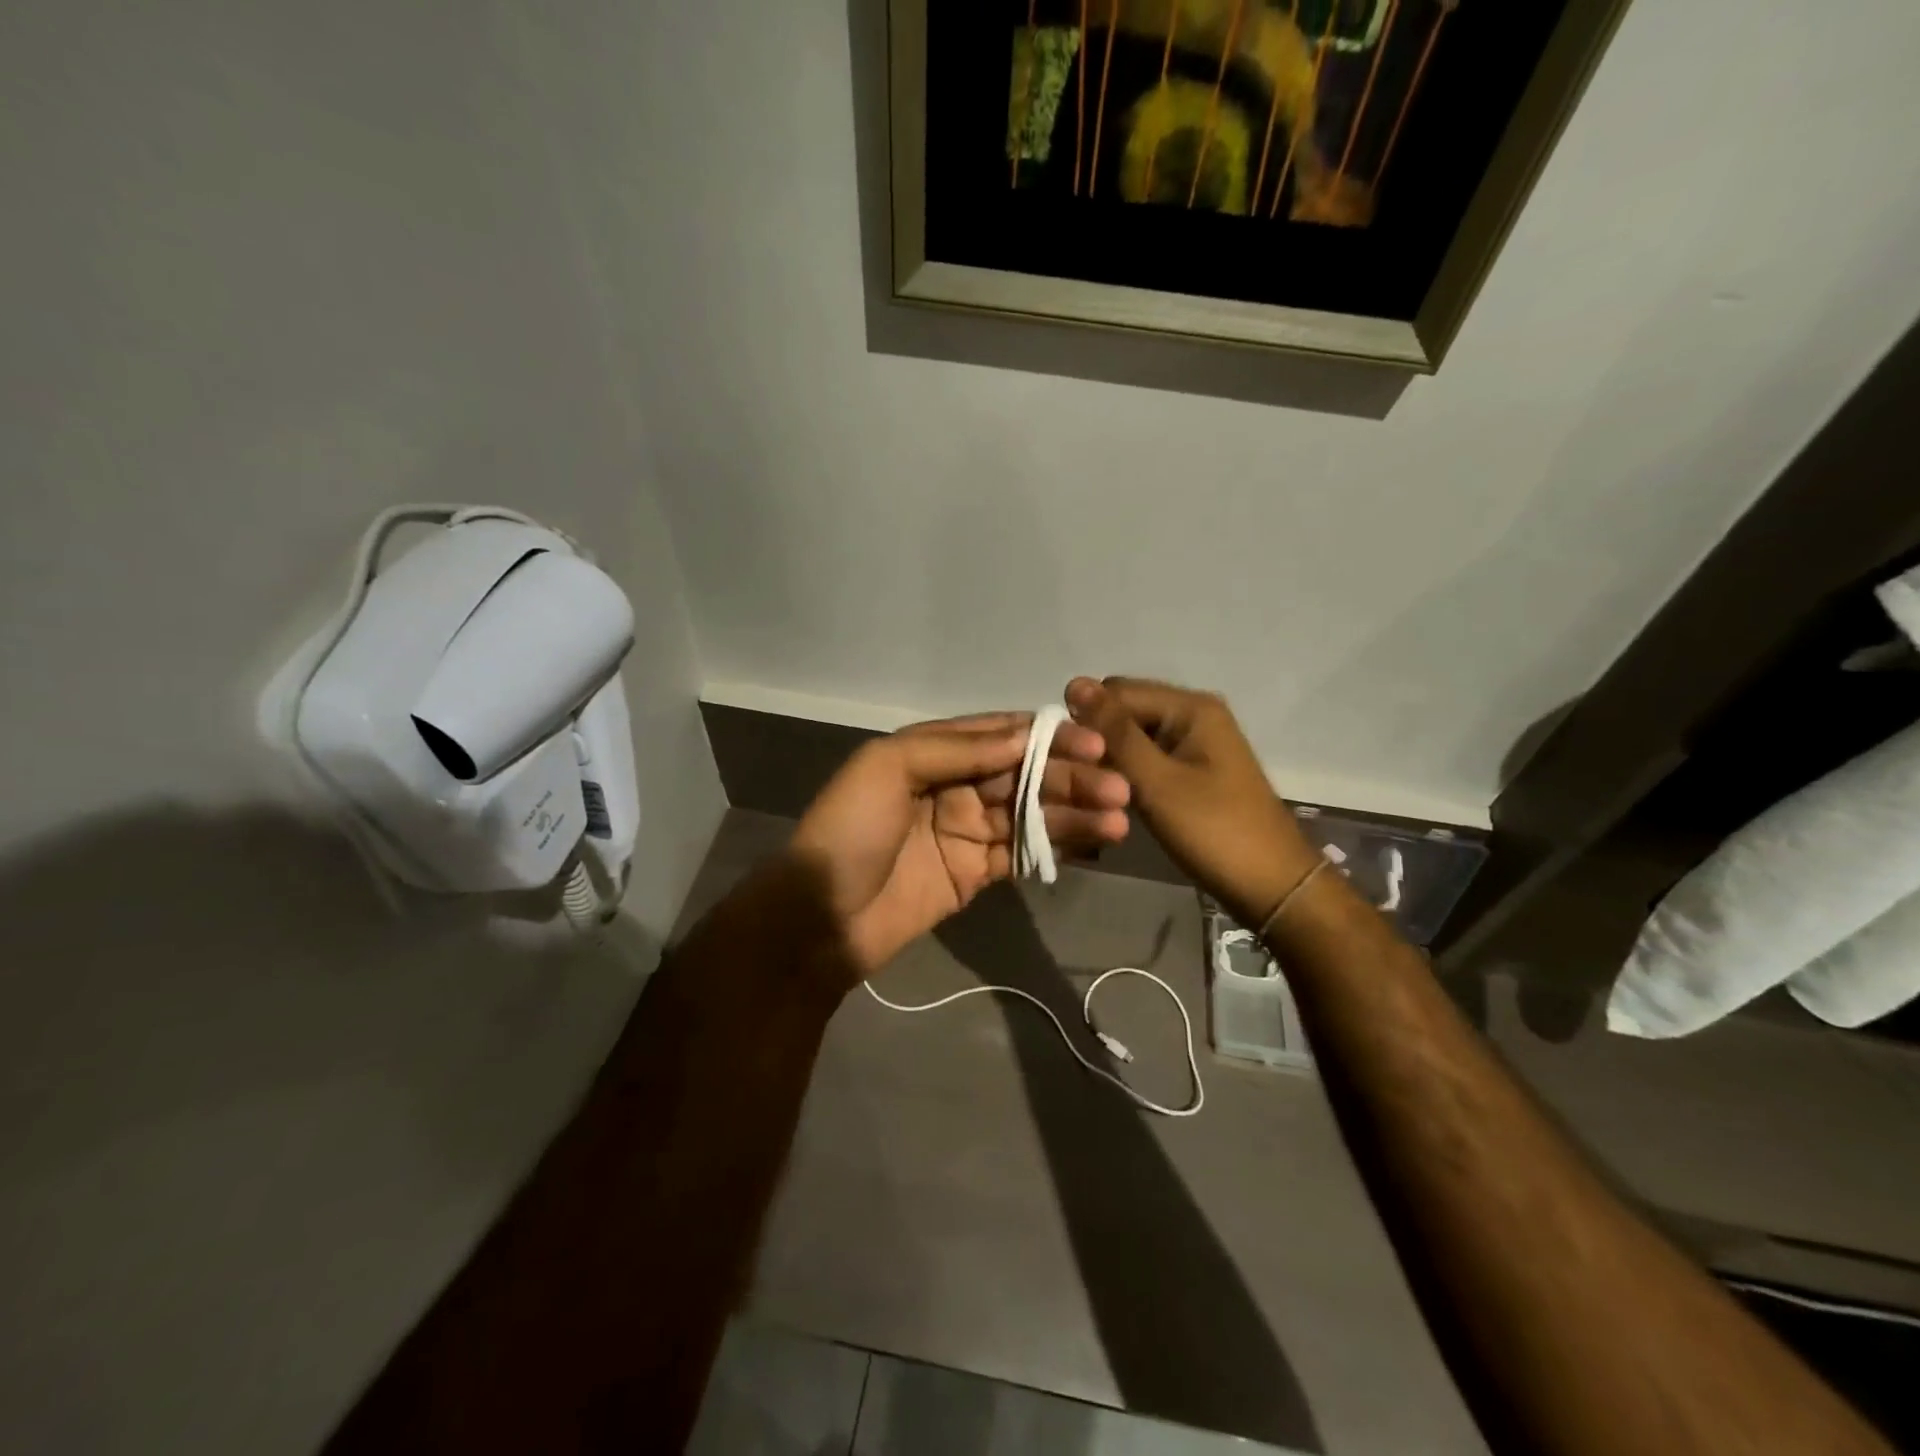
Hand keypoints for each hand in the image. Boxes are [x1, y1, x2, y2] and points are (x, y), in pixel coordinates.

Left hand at [790, 713, 1131, 975]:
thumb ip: (956, 748)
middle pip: (1023, 774)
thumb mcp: (889, 767)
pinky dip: (1058, 847)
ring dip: (1074, 813)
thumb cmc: (850, 831)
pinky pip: (1023, 853)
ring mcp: (967, 831)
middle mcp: (954, 785)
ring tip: (1120, 818)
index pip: (1000, 734)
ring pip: (1031, 814)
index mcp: (931, 751)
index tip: (1093, 743)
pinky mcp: (976, 873)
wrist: (821, 919)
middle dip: (1071, 778)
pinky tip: (1095, 842)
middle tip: (1119, 788)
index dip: (1047, 736)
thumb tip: (1023, 735)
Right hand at [1065, 677, 1320, 930]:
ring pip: (1134, 736)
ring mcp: (1196, 742)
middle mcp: (1194, 713)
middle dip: (1098, 738)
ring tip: (1096, 792)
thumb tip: (1074, 683)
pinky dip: (1130, 772)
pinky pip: (1149, 756)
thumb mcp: (1156, 781)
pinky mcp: (1194, 768)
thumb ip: (1115, 733)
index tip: (1068, 760)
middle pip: (1126, 710)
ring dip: (1112, 758)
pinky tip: (1118, 798)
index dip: (1087, 720)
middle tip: (1082, 780)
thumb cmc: (1213, 831)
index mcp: (1190, 706)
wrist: (1271, 885)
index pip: (1116, 691)